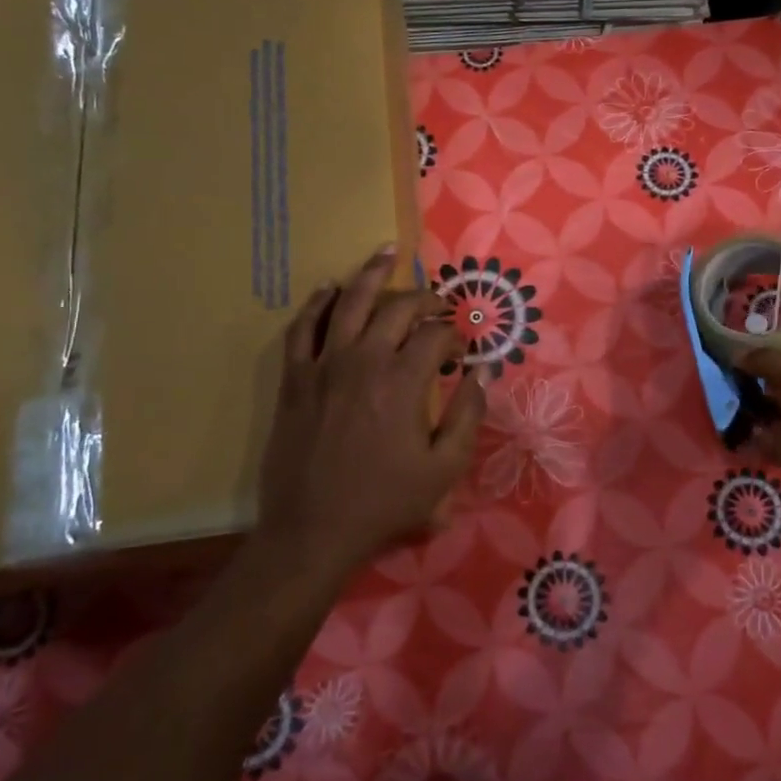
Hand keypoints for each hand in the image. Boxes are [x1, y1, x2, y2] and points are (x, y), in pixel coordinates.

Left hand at [258, 246, 484, 579]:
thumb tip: (484, 370)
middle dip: (425, 298)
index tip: (461, 356)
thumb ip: (469, 415)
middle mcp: (364, 360)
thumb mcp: (443, 468)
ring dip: (371, 274)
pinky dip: (318, 303)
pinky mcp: (295, 377)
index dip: (456, 337)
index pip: (437, 335)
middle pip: (398, 308)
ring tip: (386, 252)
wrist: (313, 529)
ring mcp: (324, 365)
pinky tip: (330, 288)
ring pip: (348, 302)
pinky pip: (303, 327)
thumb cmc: (384, 502)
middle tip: (438, 303)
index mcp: (403, 382)